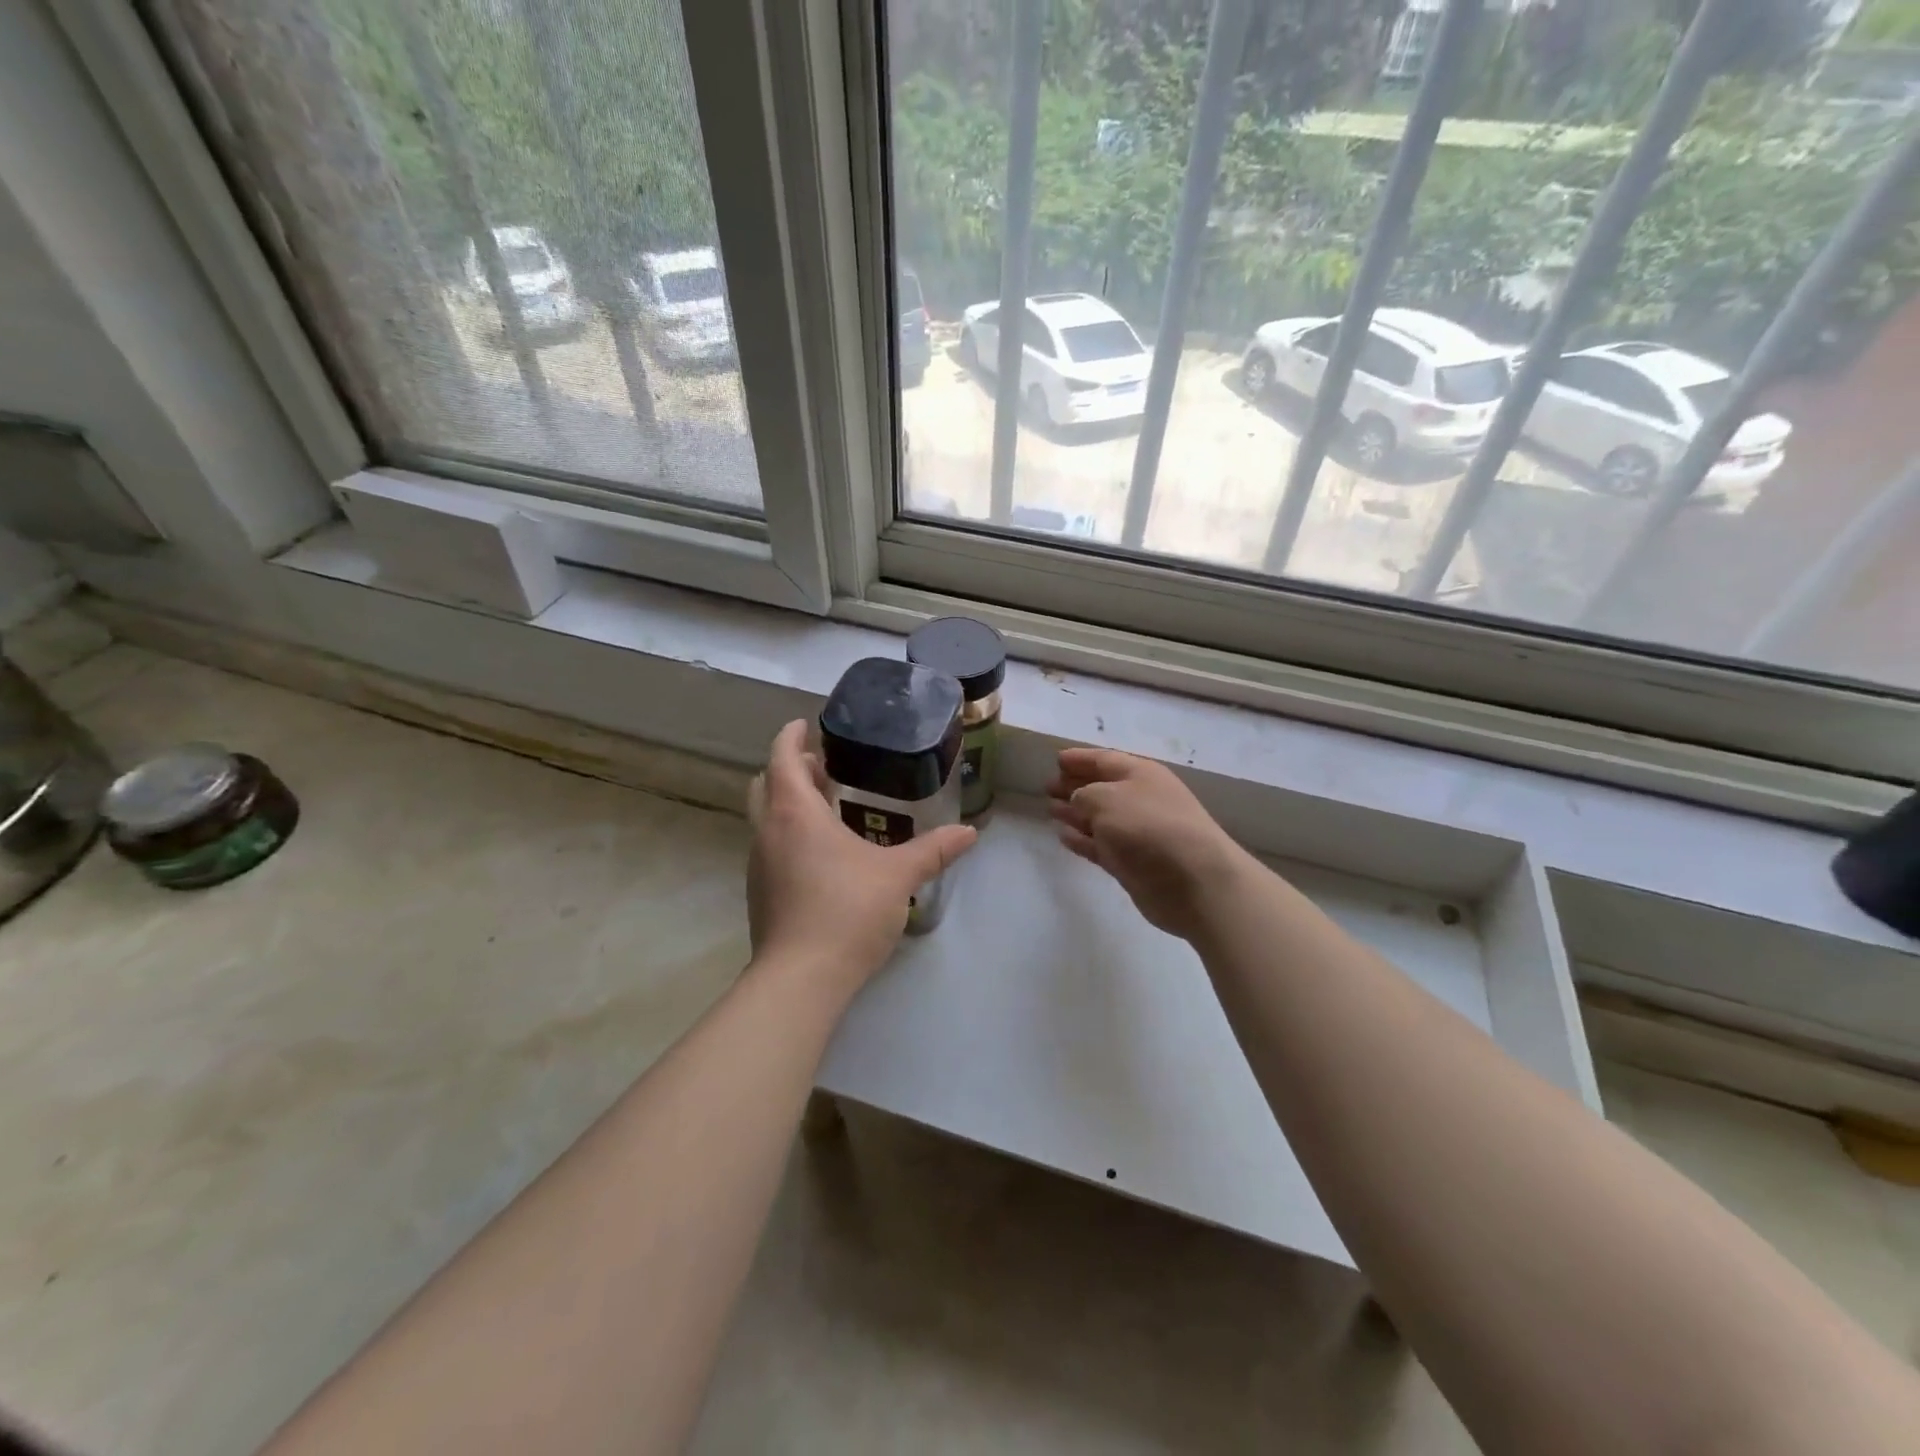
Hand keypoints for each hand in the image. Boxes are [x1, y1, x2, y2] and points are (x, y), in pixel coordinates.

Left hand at [747, 720, 977, 994]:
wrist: (801, 979)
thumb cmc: (847, 910)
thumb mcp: (898, 876)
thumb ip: (933, 850)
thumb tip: (970, 833)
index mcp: (795, 813)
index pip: (782, 757)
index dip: (791, 736)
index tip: (805, 724)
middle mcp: (768, 831)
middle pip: (767, 784)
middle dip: (790, 769)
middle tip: (823, 766)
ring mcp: (759, 864)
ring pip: (766, 817)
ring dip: (789, 802)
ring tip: (827, 806)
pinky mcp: (760, 893)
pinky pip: (771, 846)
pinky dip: (789, 833)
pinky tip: (822, 853)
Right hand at [1046, 747, 1253, 941]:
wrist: (1194, 882)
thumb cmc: (1149, 828)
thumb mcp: (1106, 799)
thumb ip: (1083, 794)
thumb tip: (1078, 800)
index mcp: (1139, 774)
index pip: (1104, 759)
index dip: (1079, 759)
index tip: (1056, 760)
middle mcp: (1140, 799)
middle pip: (1101, 787)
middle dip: (1074, 785)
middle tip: (1047, 787)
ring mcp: (1137, 833)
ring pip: (1098, 818)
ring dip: (1075, 813)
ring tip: (1050, 809)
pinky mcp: (1132, 863)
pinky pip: (1100, 845)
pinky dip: (1081, 839)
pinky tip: (1063, 836)